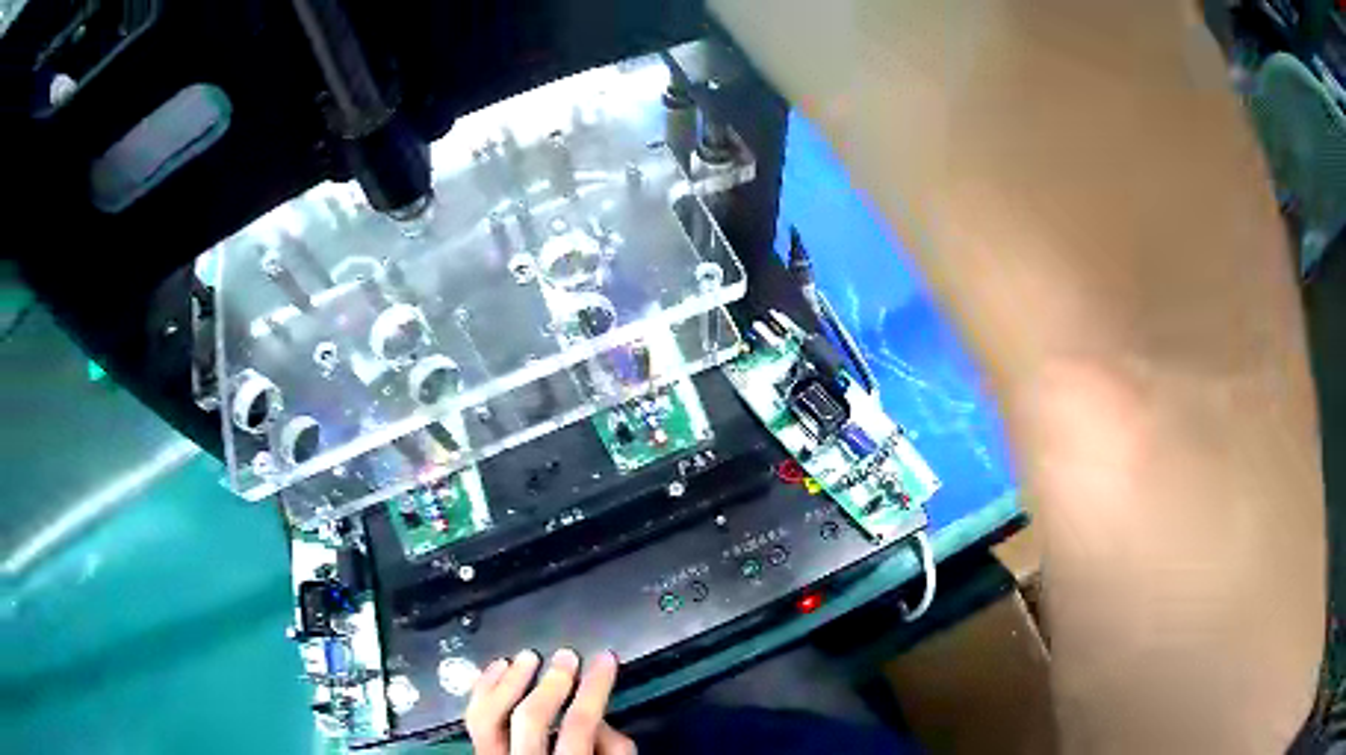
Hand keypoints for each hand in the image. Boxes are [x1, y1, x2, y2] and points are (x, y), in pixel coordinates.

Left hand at [465, 649, 634, 754]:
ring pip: (488, 717)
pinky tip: (498, 668)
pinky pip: (473, 719)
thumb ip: (613, 748)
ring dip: (509, 681)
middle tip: (567, 656)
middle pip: (531, 719)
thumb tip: (598, 715)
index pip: (579, 726)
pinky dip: (484, 689)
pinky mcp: (479, 754)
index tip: (605, 658)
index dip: (594, 689)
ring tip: (528, 657)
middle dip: (552, 683)